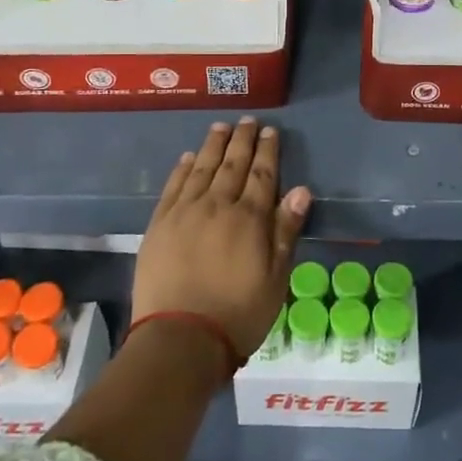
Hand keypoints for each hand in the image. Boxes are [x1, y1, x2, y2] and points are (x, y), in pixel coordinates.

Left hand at [132, 118, 311, 364]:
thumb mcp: (276, 278)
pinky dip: (182, 169)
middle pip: (232, 164)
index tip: (270, 131)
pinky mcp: (159, 225)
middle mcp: (217, 206)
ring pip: (201, 168)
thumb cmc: (238, 314)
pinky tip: (188, 157)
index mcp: (249, 219)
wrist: (180, 339)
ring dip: (213, 146)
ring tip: (220, 127)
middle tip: (247, 121)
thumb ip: (286, 231)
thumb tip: (301, 190)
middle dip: (242, 141)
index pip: (263, 175)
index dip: (268, 151)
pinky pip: (173, 187)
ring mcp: (184, 213)